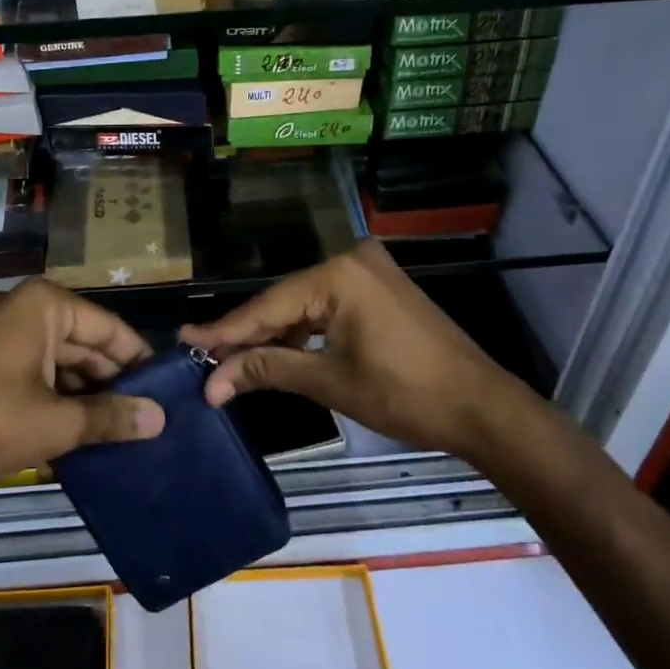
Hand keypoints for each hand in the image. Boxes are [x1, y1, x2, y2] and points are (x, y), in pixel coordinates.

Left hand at [0, 279, 164, 485]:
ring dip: (82, 390)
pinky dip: (52, 392)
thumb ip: (110, 417)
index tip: (164, 389)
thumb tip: (159, 419)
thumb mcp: (55, 423)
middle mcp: (21, 305)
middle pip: (81, 341)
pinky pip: (30, 366)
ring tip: (115, 426)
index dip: (139, 359)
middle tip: (144, 415)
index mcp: (44, 304)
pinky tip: (72, 425)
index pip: (108, 327)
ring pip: (55, 357)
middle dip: (110, 379)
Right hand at [180, 240, 521, 462]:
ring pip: (305, 305)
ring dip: (275, 335)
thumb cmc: (407, 395)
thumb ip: (269, 370)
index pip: (269, 306)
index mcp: (339, 274)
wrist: (483, 408)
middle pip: (284, 301)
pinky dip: (304, 331)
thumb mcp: (331, 382)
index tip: (186, 341)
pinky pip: (328, 307)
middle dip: (248, 334)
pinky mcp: (380, 289)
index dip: (226, 331)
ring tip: (232, 360)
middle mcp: (352, 260)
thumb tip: (213, 382)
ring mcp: (369, 272)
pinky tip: (279, 351)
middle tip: (204, 355)